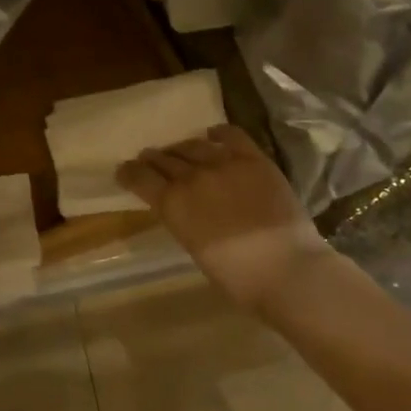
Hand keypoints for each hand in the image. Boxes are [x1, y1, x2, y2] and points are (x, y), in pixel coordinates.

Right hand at [116, 125, 330, 312]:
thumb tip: (182, 208)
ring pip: (193, 145)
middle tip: (148, 158)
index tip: (124, 170)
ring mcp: (224, 164)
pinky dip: (218, 133)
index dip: (129, 172)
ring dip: (180, 147)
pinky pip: (231, 136)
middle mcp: (192, 177)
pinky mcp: (254, 159)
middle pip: (164, 159)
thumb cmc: (237, 277)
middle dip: (153, 159)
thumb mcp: (194, 248)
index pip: (140, 178)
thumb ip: (183, 220)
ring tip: (177, 149)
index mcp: (172, 204)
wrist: (286, 269)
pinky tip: (213, 135)